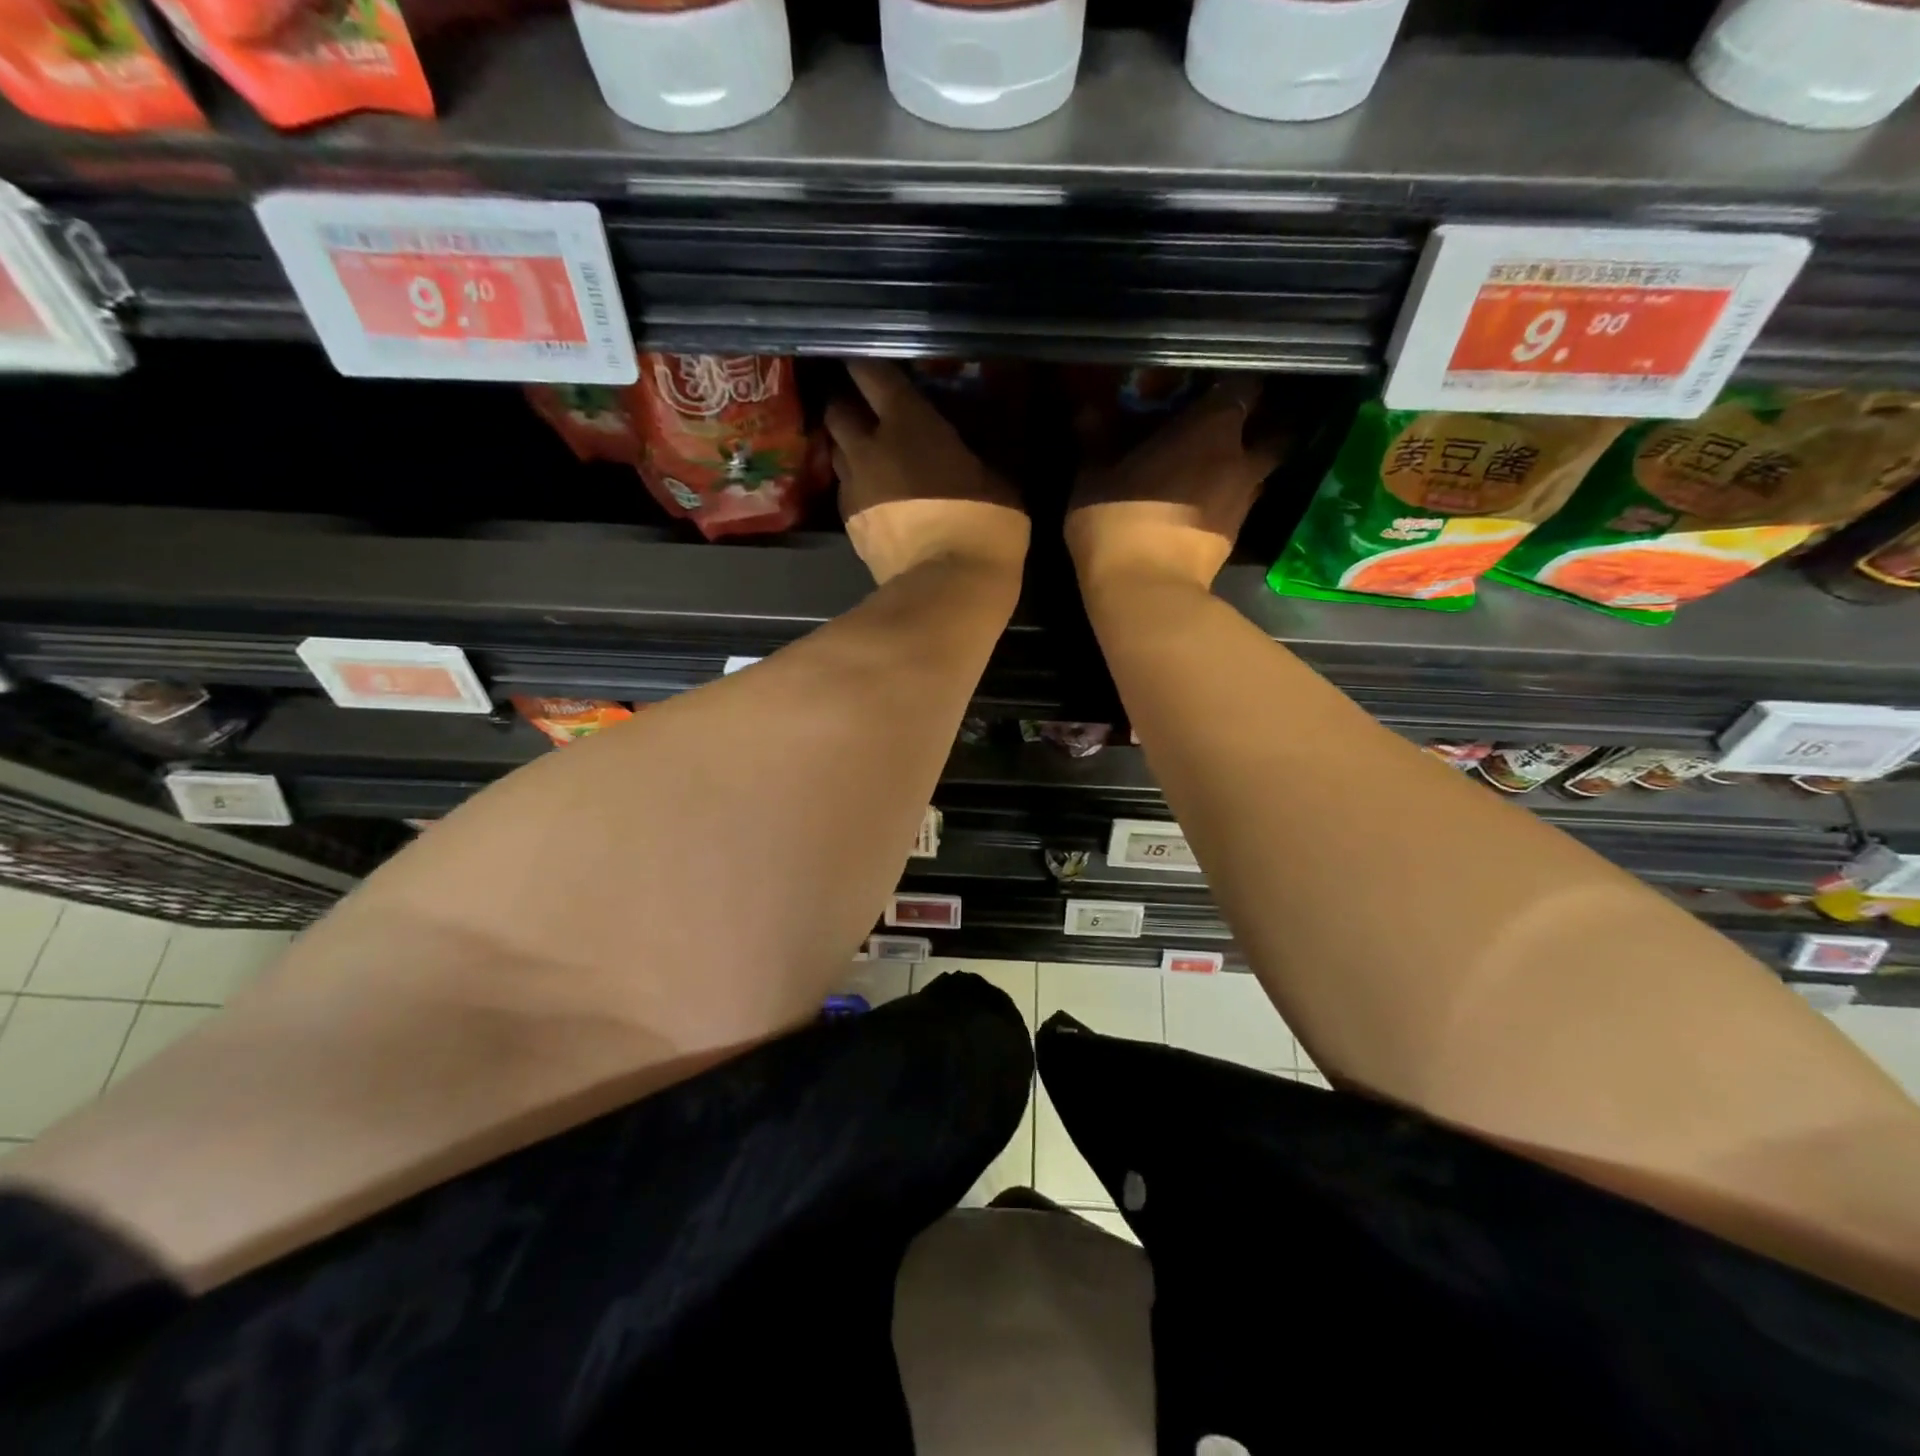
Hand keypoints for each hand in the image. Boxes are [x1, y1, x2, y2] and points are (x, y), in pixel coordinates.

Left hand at [827, 361, 1029, 586]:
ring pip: (835, 453)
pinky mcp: (849, 527)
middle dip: (847, 407)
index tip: (869, 364)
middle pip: (837, 411)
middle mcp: (869, 448)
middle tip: (866, 414)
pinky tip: (874, 498)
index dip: (866, 364)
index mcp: (907, 423)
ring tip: (869, 457)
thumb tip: (971, 450)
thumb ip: (973, 454)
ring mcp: (854, 489)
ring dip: (848, 449)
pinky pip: (844, 493)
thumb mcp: (998, 480)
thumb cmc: (983, 524)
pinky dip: (855, 488)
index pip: (871, 374)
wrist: (947, 587)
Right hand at [1065, 376, 1282, 593]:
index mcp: (1212, 428)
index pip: (1244, 386)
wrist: (1144, 590)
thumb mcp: (1093, 477)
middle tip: (1223, 431)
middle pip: (1270, 431)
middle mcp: (1241, 459)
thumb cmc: (1117, 520)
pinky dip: (1226, 501)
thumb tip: (1087, 410)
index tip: (1207, 390)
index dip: (1230, 385)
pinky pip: (1238, 505)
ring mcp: (1243, 502)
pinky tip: (1200, 506)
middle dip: (1255, 428)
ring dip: (1242, 468)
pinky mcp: (1235, 538)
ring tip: (1211, 471)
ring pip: (1257, 472)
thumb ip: (1097, 439)